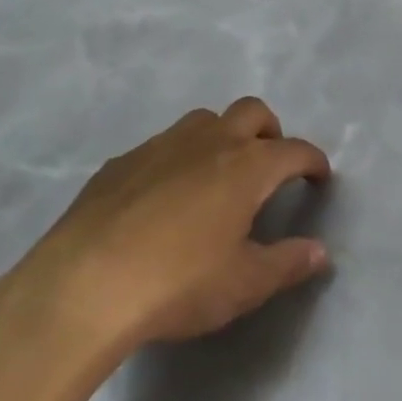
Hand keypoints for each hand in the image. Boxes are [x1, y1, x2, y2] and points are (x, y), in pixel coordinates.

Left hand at [0, 97, 332, 374]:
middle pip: (252, 112)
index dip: (313, 160)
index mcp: (248, 166)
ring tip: (218, 174)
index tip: (319, 176)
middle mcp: (210, 142)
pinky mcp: (120, 162)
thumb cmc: (177, 284)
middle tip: (270, 163)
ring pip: (204, 120)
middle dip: (270, 130)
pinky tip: (163, 197)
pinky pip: (161, 146)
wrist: (81, 288)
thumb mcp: (243, 284)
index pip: (295, 150)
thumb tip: (321, 252)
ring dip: (222, 136)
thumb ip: (288, 263)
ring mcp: (161, 146)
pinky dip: (177, 158)